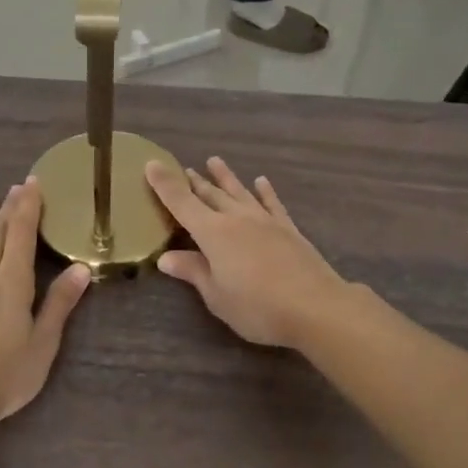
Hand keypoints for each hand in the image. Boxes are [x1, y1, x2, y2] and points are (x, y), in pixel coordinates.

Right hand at [145, 157, 350, 349]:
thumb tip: (165, 258)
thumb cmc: (257, 306)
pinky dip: (265, 191)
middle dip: (194, 182)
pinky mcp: (288, 229)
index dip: (165, 184)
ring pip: (239, 192)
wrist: (315, 306)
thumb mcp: (216, 295)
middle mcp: (236, 218)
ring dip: (226, 177)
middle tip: (184, 168)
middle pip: (210, 195)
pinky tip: (261, 181)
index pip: (181, 203)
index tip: (151, 164)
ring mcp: (265, 221)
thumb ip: (193, 272)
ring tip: (215, 161)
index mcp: (213, 233)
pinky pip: (272, 203)